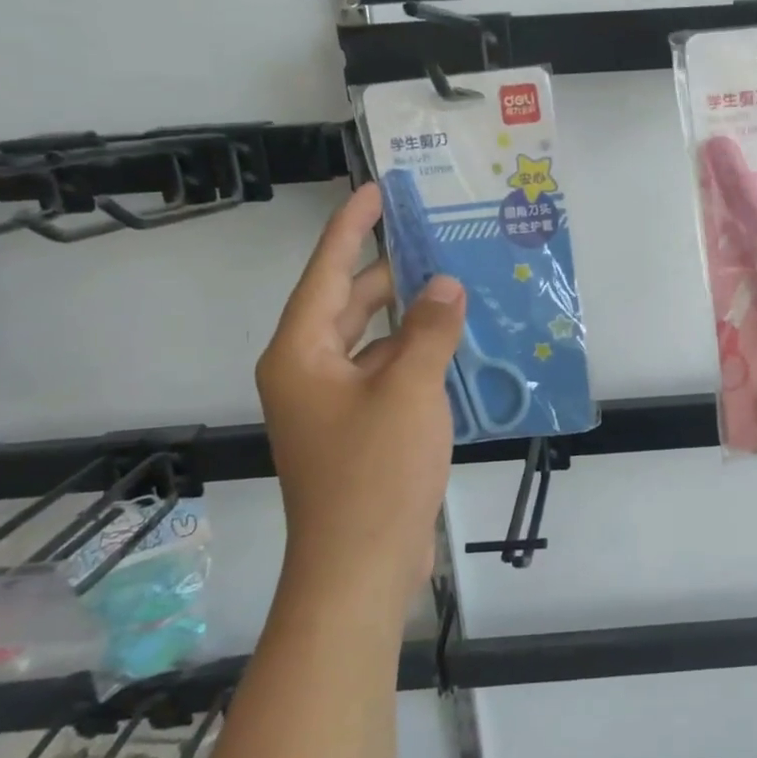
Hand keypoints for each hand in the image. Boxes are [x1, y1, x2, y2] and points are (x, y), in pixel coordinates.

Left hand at [256, 185, 464, 615]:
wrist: (361, 567)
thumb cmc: (374, 472)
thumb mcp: (409, 391)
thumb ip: (430, 330)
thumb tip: (446, 284)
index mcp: (301, 354)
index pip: (326, 273)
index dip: (350, 228)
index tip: (374, 190)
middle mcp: (309, 372)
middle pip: (348, 304)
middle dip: (389, 272)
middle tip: (433, 238)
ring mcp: (333, 404)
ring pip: (372, 341)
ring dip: (409, 317)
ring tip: (454, 285)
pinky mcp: (358, 429)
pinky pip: (387, 373)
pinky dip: (416, 355)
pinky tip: (454, 345)